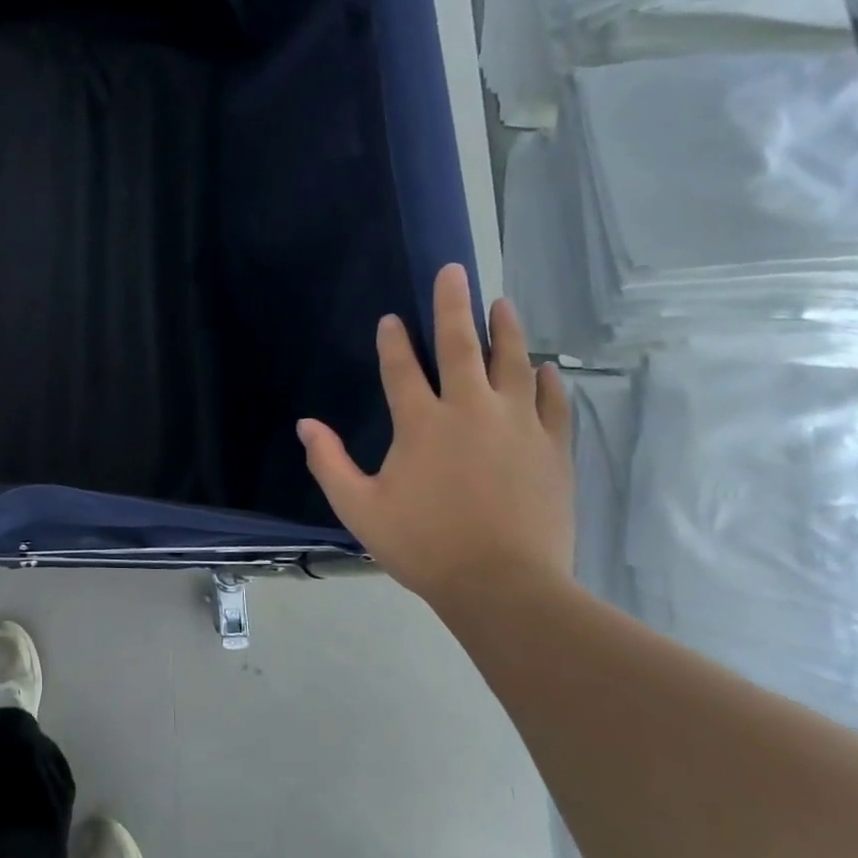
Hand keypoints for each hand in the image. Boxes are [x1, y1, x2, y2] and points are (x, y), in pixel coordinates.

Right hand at [299, 264, 573, 606]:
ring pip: (513, 362)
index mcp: (421, 423)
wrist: (504, 586)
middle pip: (461, 345)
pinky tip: (543, 368)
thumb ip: (329, 462)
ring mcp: (517, 425)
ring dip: (506, 329)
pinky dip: (546, 380)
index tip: (391, 319)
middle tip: (454, 271)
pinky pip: (552, 402)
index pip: (401, 367)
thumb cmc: (424, 545)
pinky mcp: (552, 448)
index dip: (392, 341)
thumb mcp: (359, 507)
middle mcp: (470, 410)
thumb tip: (305, 425)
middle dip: (453, 305)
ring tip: (502, 304)